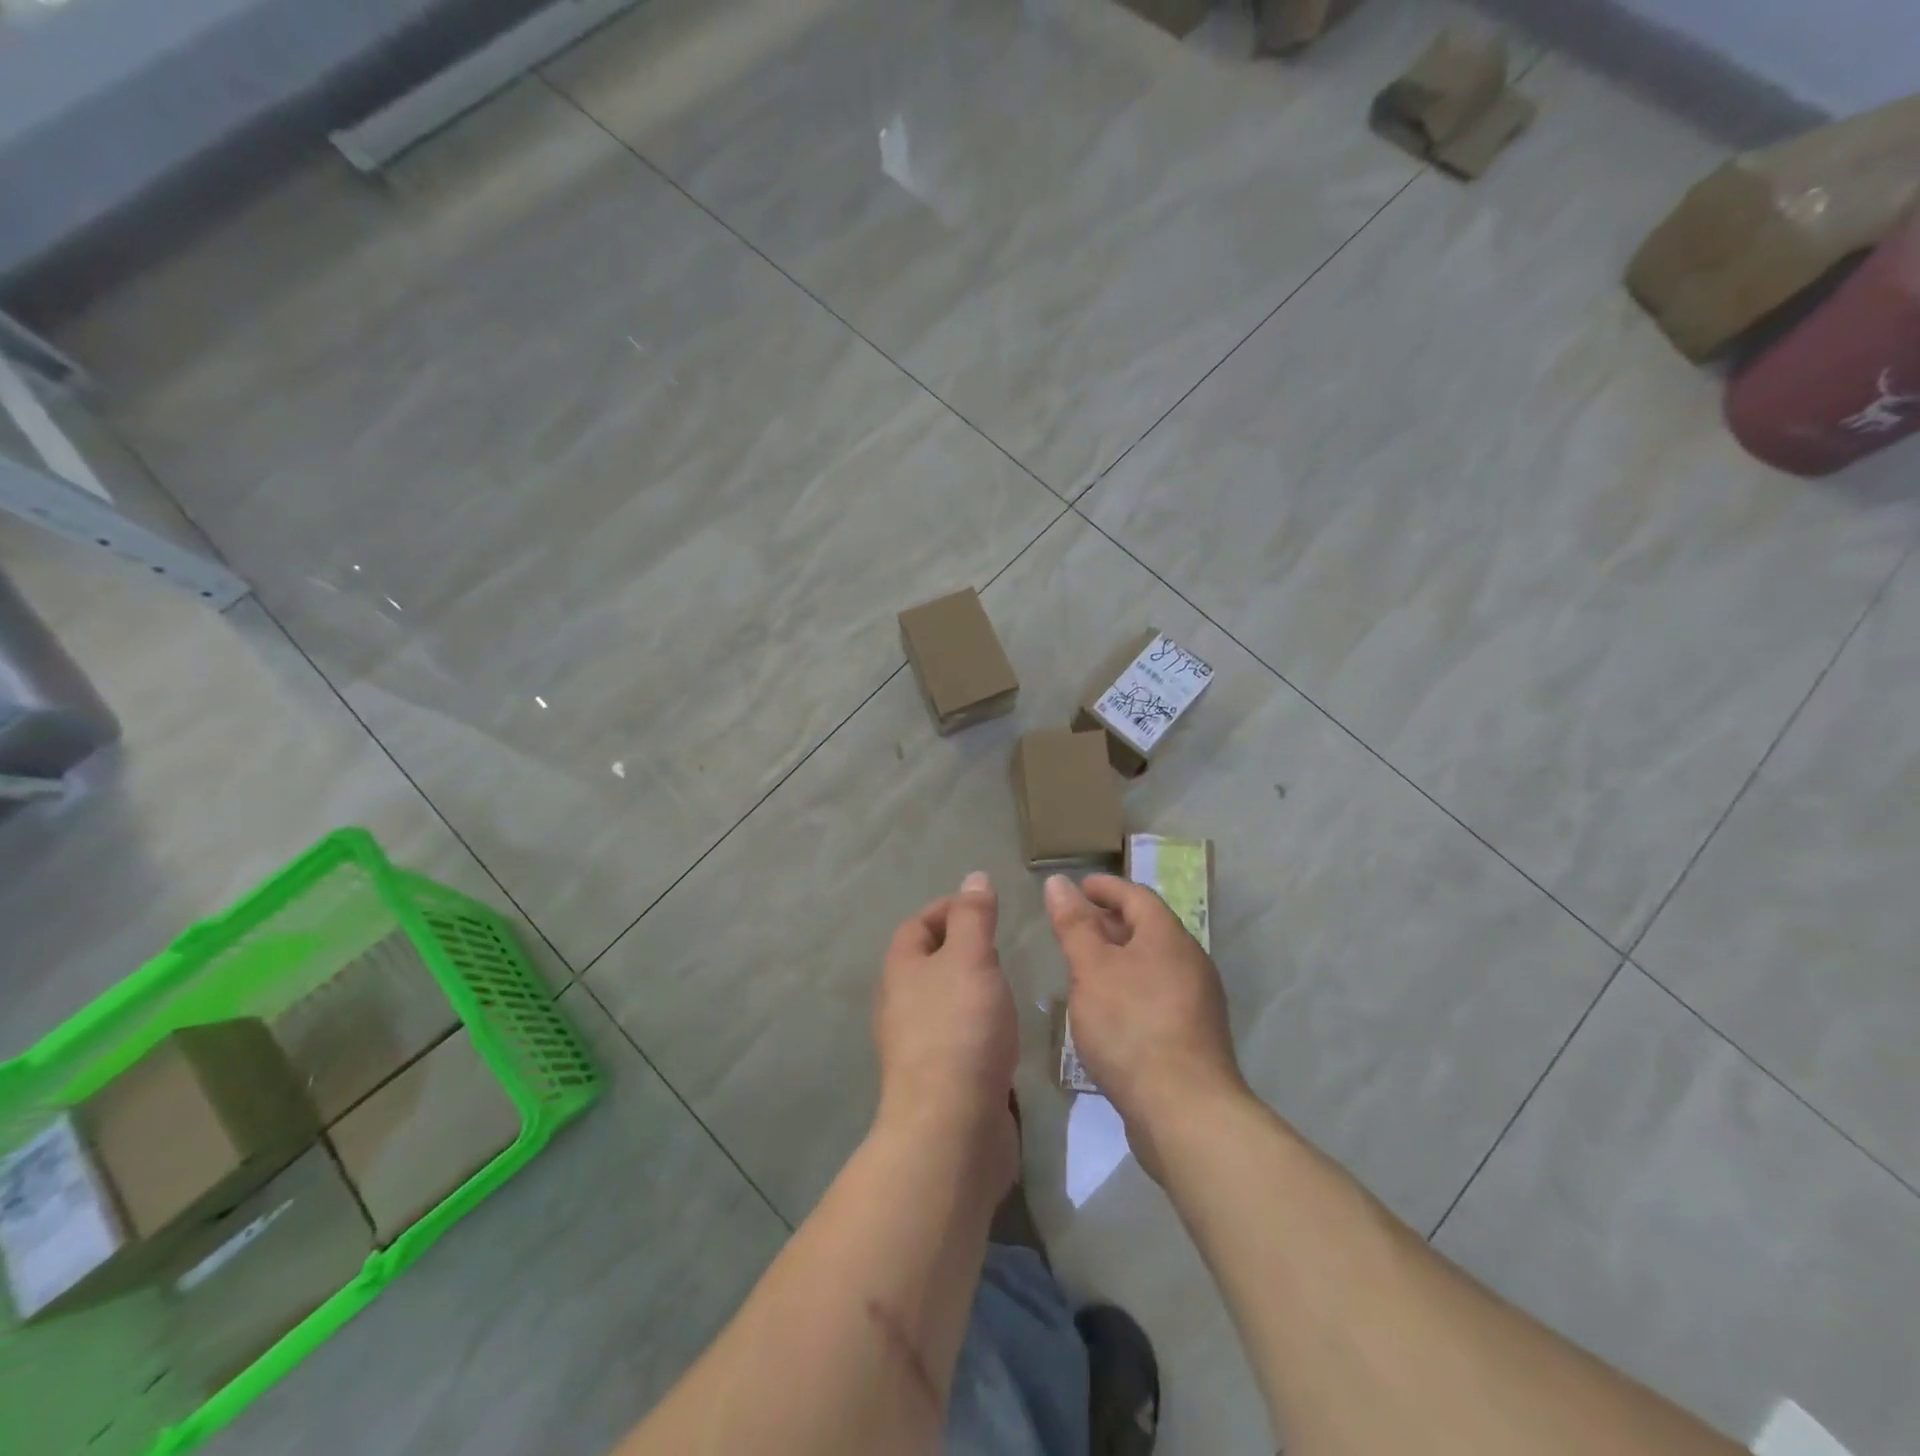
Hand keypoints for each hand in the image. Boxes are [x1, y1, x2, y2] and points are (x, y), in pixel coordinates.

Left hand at [873, 872, 1019, 1192]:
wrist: (950, 1127)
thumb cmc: (960, 1028)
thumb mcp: (971, 958)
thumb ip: (974, 917)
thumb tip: (973, 878)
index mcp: (901, 970)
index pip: (918, 924)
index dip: (948, 908)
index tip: (986, 908)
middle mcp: (901, 1004)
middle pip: (927, 962)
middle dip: (961, 947)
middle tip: (1001, 945)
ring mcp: (917, 1045)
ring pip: (943, 1001)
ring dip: (971, 987)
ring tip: (1007, 984)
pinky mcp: (939, 1079)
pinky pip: (957, 1036)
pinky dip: (978, 1024)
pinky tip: (1003, 1031)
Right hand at [1045, 873, 1246, 1177]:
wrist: (1184, 1111)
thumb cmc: (1131, 1026)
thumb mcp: (1091, 969)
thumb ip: (1073, 925)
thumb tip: (1058, 882)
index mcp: (1168, 937)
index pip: (1136, 895)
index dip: (1105, 887)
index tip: (1078, 887)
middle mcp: (1189, 961)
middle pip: (1148, 927)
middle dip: (1110, 921)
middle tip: (1075, 925)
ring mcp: (1197, 1000)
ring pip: (1152, 962)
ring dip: (1119, 956)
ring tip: (1085, 966)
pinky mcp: (1193, 1035)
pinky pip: (1157, 993)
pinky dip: (1130, 986)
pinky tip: (1108, 1008)